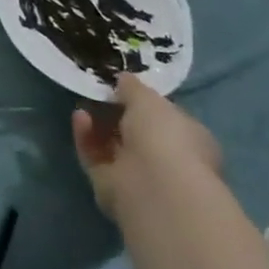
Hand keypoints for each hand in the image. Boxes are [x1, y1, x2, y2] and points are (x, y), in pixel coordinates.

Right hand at [72, 73, 220, 223]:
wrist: (155, 188)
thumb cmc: (165, 137)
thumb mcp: (149, 98)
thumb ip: (133, 87)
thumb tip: (123, 80)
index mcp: (189, 138)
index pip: (166, 117)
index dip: (144, 102)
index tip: (122, 86)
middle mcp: (167, 159)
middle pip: (135, 133)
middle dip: (115, 113)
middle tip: (98, 92)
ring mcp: (138, 175)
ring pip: (112, 145)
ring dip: (97, 124)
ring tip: (83, 103)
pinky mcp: (111, 186)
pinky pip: (95, 156)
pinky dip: (86, 137)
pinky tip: (79, 118)